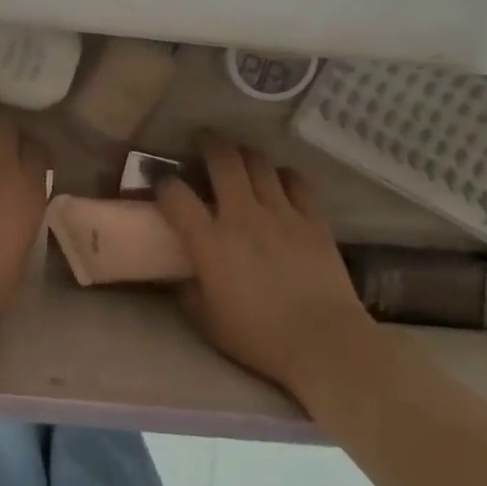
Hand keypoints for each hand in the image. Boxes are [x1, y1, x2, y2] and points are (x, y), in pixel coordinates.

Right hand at [154, 135, 372, 390]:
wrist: (325, 344)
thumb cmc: (260, 338)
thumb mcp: (208, 322)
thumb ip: (188, 292)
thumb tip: (180, 276)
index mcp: (209, 241)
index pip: (175, 194)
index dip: (162, 181)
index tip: (160, 180)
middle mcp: (241, 216)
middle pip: (222, 159)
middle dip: (207, 143)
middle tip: (201, 141)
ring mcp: (281, 213)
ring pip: (258, 162)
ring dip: (244, 154)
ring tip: (238, 157)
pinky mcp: (313, 219)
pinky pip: (296, 181)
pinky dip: (283, 175)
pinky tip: (279, 181)